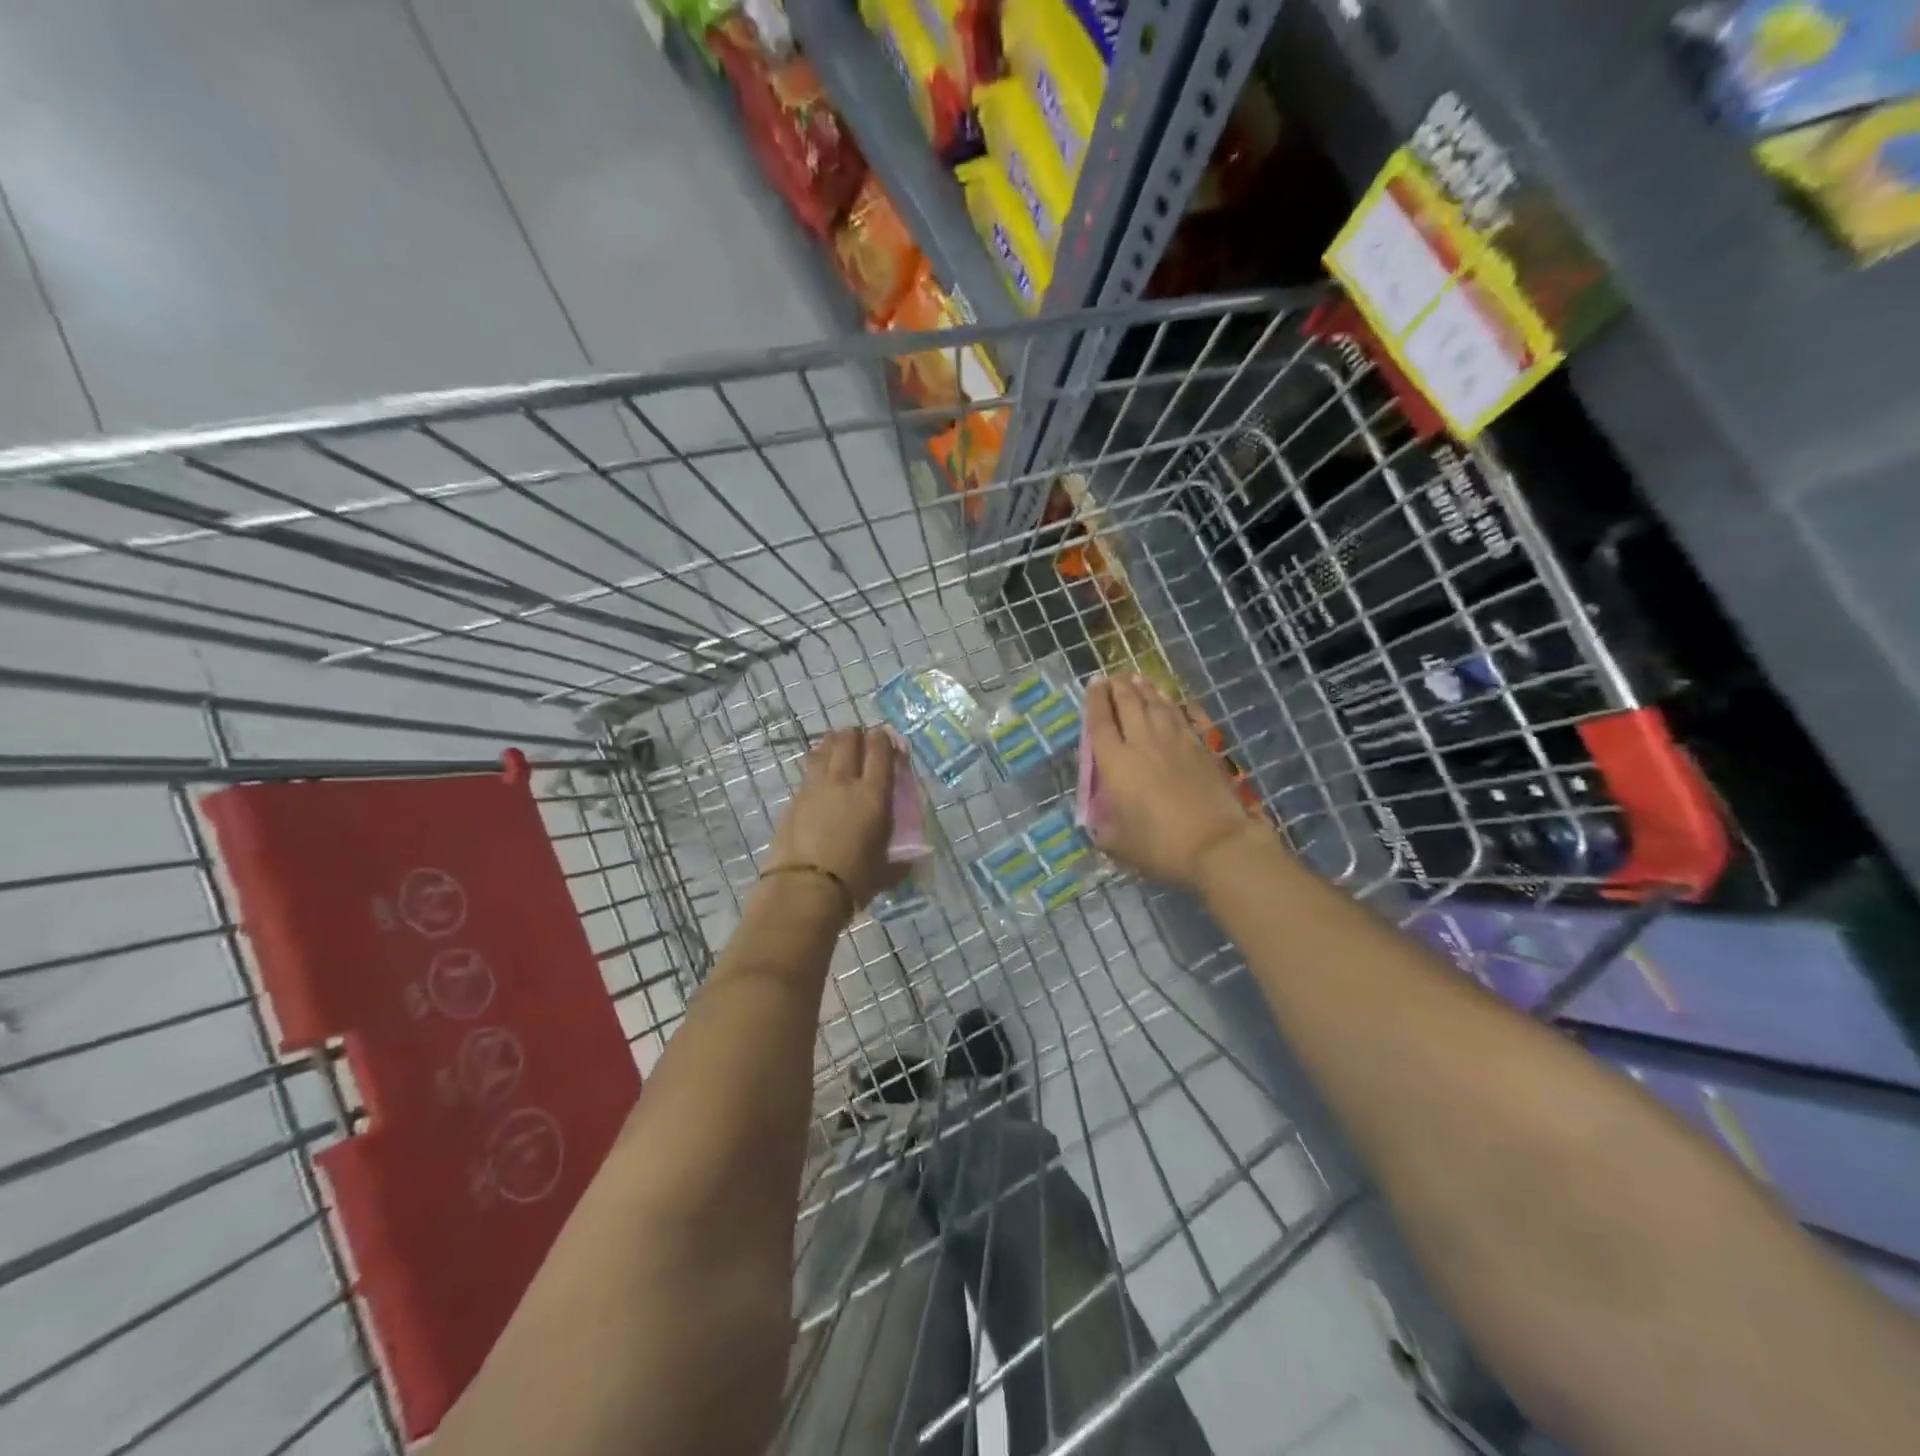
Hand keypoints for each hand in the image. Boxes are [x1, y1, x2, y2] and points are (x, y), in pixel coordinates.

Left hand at [764, 727, 903, 913]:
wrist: (804, 889)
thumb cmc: (853, 880)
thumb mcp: (886, 870)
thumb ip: (900, 860)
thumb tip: (913, 863)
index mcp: (874, 795)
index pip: (881, 751)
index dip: (885, 740)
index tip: (888, 739)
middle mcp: (845, 781)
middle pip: (849, 740)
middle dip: (858, 734)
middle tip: (863, 739)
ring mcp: (816, 787)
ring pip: (825, 748)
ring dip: (835, 742)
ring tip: (839, 745)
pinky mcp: (795, 798)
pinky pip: (809, 768)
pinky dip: (818, 761)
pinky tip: (820, 768)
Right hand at [1084, 675, 1275, 892]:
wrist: (1216, 844)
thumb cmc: (1160, 846)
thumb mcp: (1118, 844)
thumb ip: (1103, 829)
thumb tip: (1099, 824)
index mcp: (1116, 763)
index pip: (1100, 722)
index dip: (1095, 701)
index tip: (1094, 684)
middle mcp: (1143, 743)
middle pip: (1129, 704)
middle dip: (1119, 687)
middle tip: (1114, 677)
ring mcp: (1175, 742)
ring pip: (1157, 705)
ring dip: (1146, 689)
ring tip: (1138, 678)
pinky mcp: (1201, 748)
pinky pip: (1184, 717)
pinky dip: (1175, 705)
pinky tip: (1174, 700)